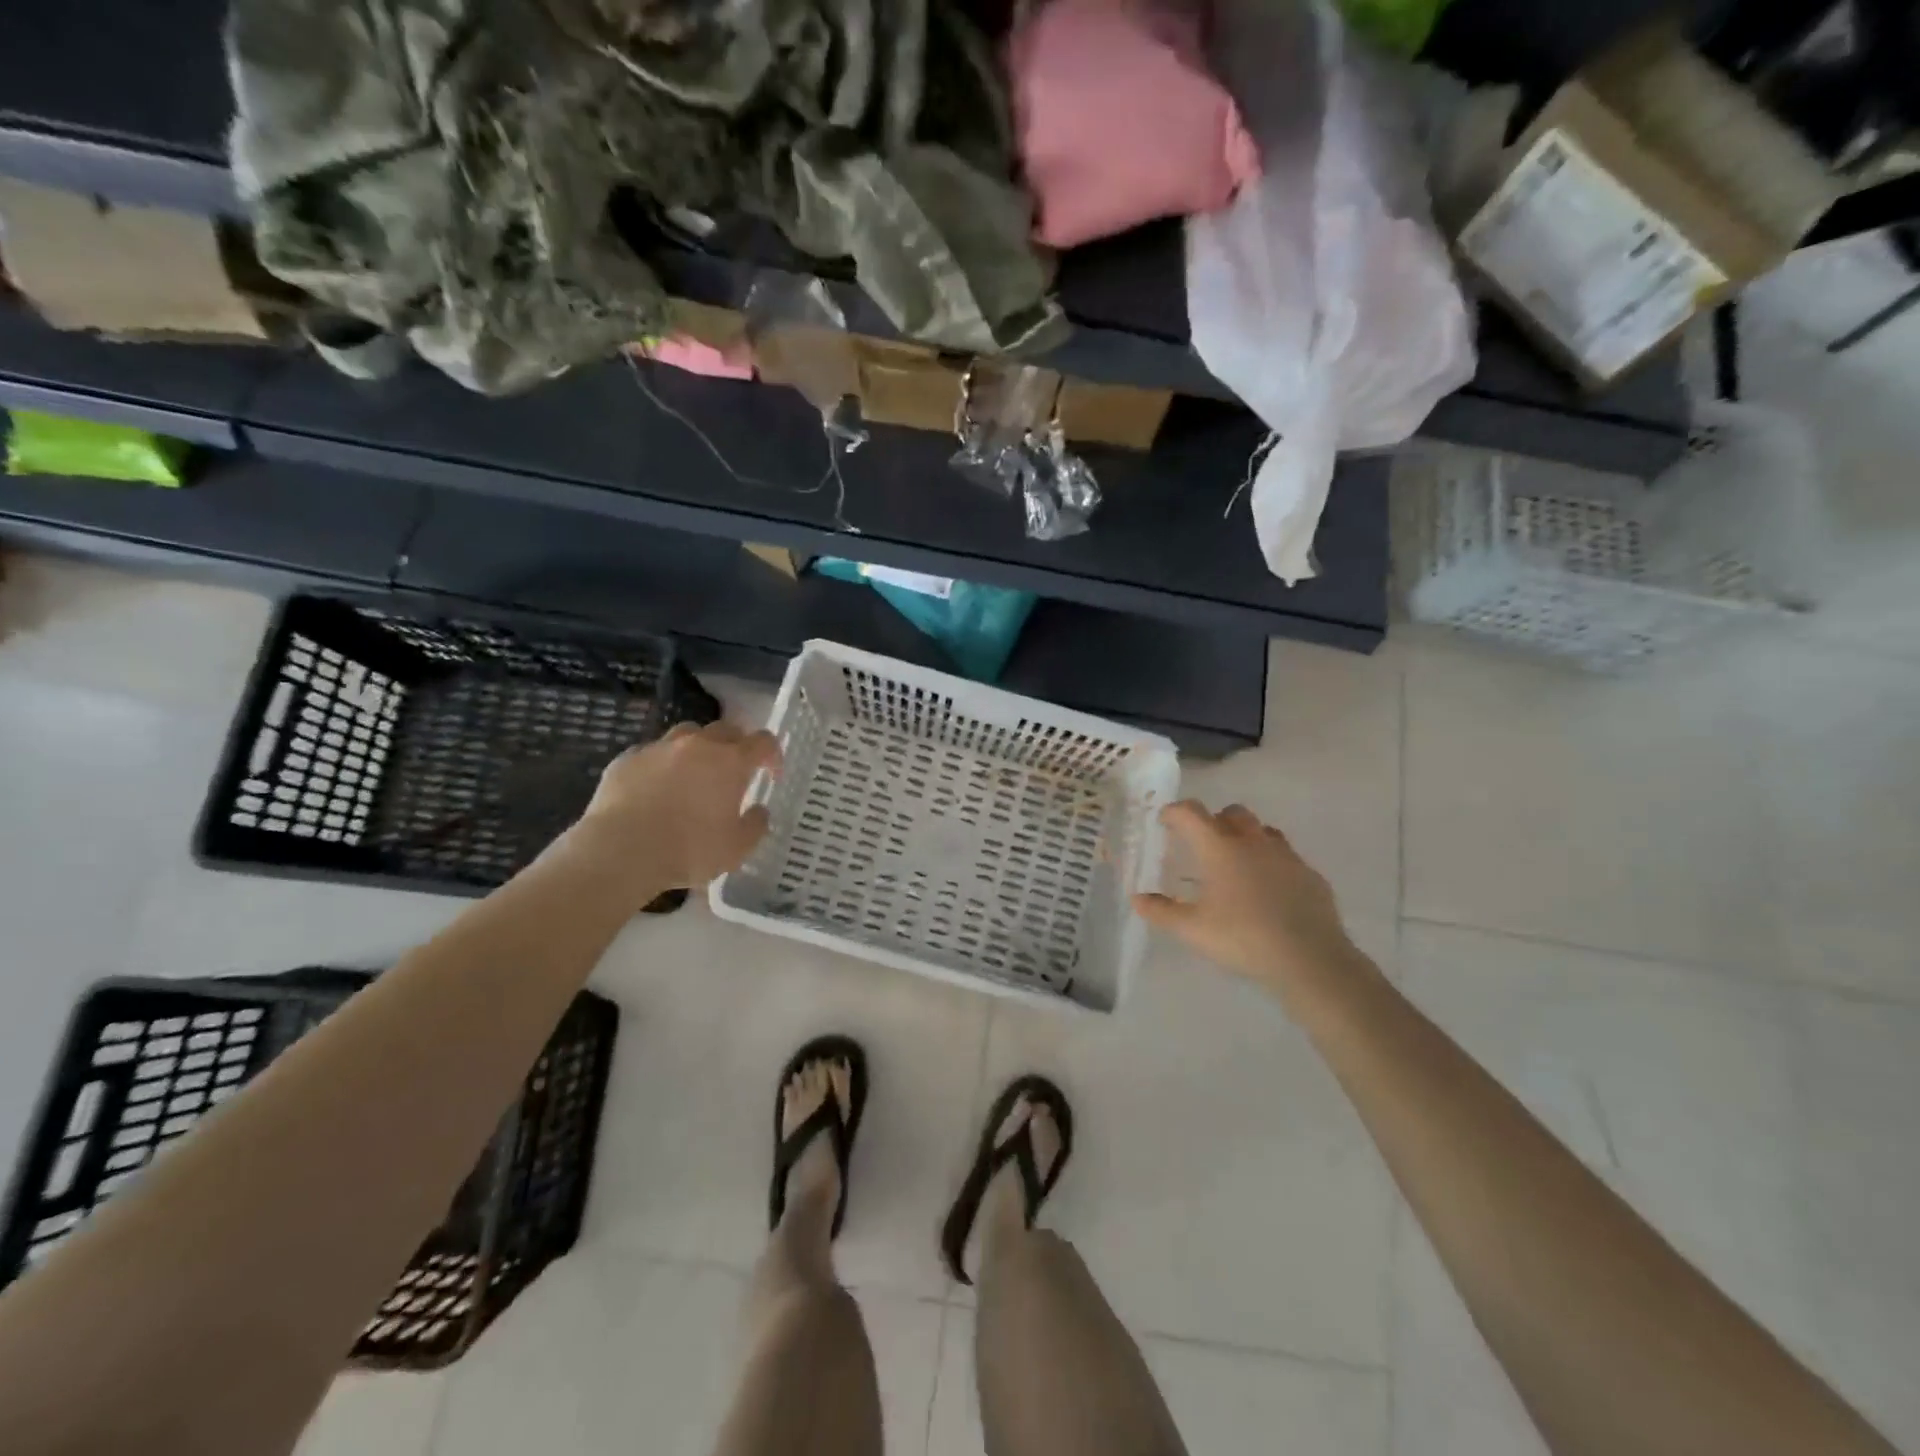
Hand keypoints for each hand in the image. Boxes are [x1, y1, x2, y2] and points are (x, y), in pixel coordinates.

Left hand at [568, 721, 780, 894]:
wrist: (621, 851)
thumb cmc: (688, 850)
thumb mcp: (736, 849)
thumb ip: (755, 825)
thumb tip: (759, 810)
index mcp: (731, 762)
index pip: (763, 741)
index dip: (772, 754)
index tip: (771, 774)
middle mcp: (697, 745)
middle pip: (726, 729)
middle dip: (736, 745)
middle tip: (735, 770)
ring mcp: (659, 748)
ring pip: (686, 733)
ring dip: (698, 747)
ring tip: (694, 772)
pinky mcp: (627, 759)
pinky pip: (651, 753)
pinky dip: (661, 764)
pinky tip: (655, 786)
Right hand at [1133, 801, 1372, 1006]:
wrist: (1309, 960)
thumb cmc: (1242, 938)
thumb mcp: (1192, 929)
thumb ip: (1161, 911)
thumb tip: (1137, 899)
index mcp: (1220, 848)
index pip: (1191, 813)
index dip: (1174, 812)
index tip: (1165, 821)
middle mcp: (1253, 842)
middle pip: (1231, 812)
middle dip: (1214, 820)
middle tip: (1202, 844)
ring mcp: (1286, 856)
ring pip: (1263, 831)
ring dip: (1246, 837)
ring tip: (1237, 864)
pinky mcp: (1311, 875)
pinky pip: (1286, 856)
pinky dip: (1272, 863)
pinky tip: (1269, 890)